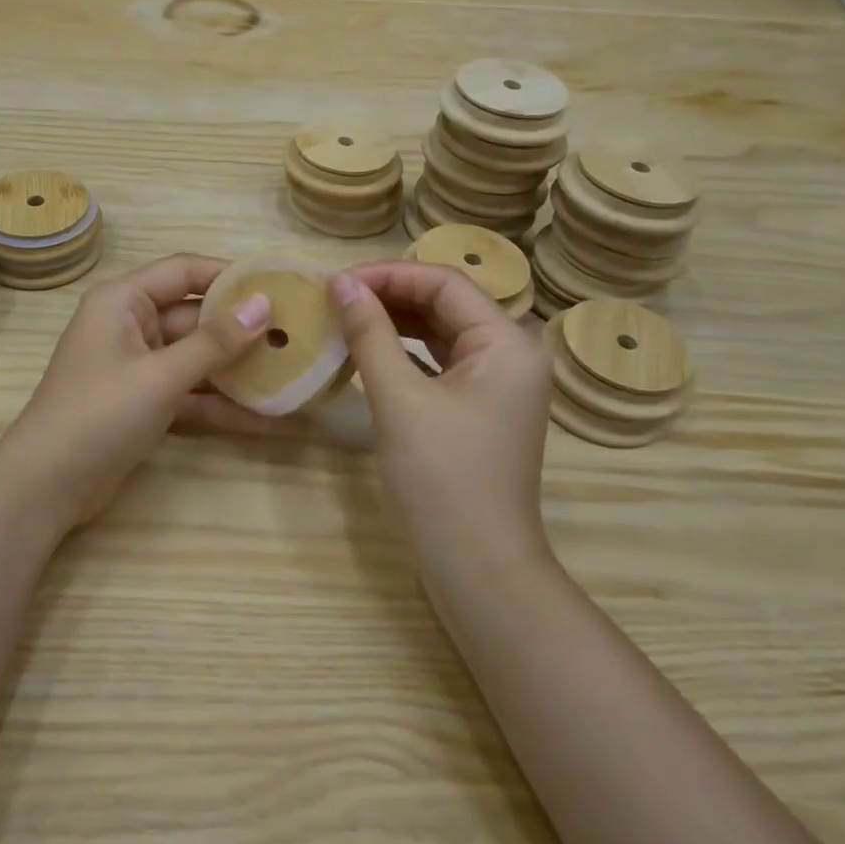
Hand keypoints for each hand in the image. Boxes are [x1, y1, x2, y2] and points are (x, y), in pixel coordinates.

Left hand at [0, 254, 279, 528]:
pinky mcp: (146, 404)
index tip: (278, 285)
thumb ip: (214, 342)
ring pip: (198, 359)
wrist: (46, 487)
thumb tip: (264, 305)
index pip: (184, 270)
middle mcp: (131, 326)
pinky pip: (192, 394)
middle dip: (243, 329)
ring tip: (293, 375)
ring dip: (239, 370)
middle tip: (297, 334)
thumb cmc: (99, 414)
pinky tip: (269, 418)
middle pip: (196, 317)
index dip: (230, 276)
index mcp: (123, 301)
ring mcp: (139, 368)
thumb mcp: (160, 375)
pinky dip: (223, 404)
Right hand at [328, 263, 555, 571]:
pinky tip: (367, 353)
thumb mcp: (400, 400)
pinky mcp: (479, 409)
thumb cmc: (442, 480)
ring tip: (343, 319)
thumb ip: (370, 334)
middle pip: (445, 303)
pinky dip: (403, 354)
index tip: (335, 283)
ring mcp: (497, 384)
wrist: (478, 568)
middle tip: (333, 300)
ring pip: (440, 333)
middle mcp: (511, 354)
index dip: (388, 275)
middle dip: (389, 296)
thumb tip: (340, 283)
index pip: (444, 283)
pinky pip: (439, 364)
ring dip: (393, 323)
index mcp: (507, 343)